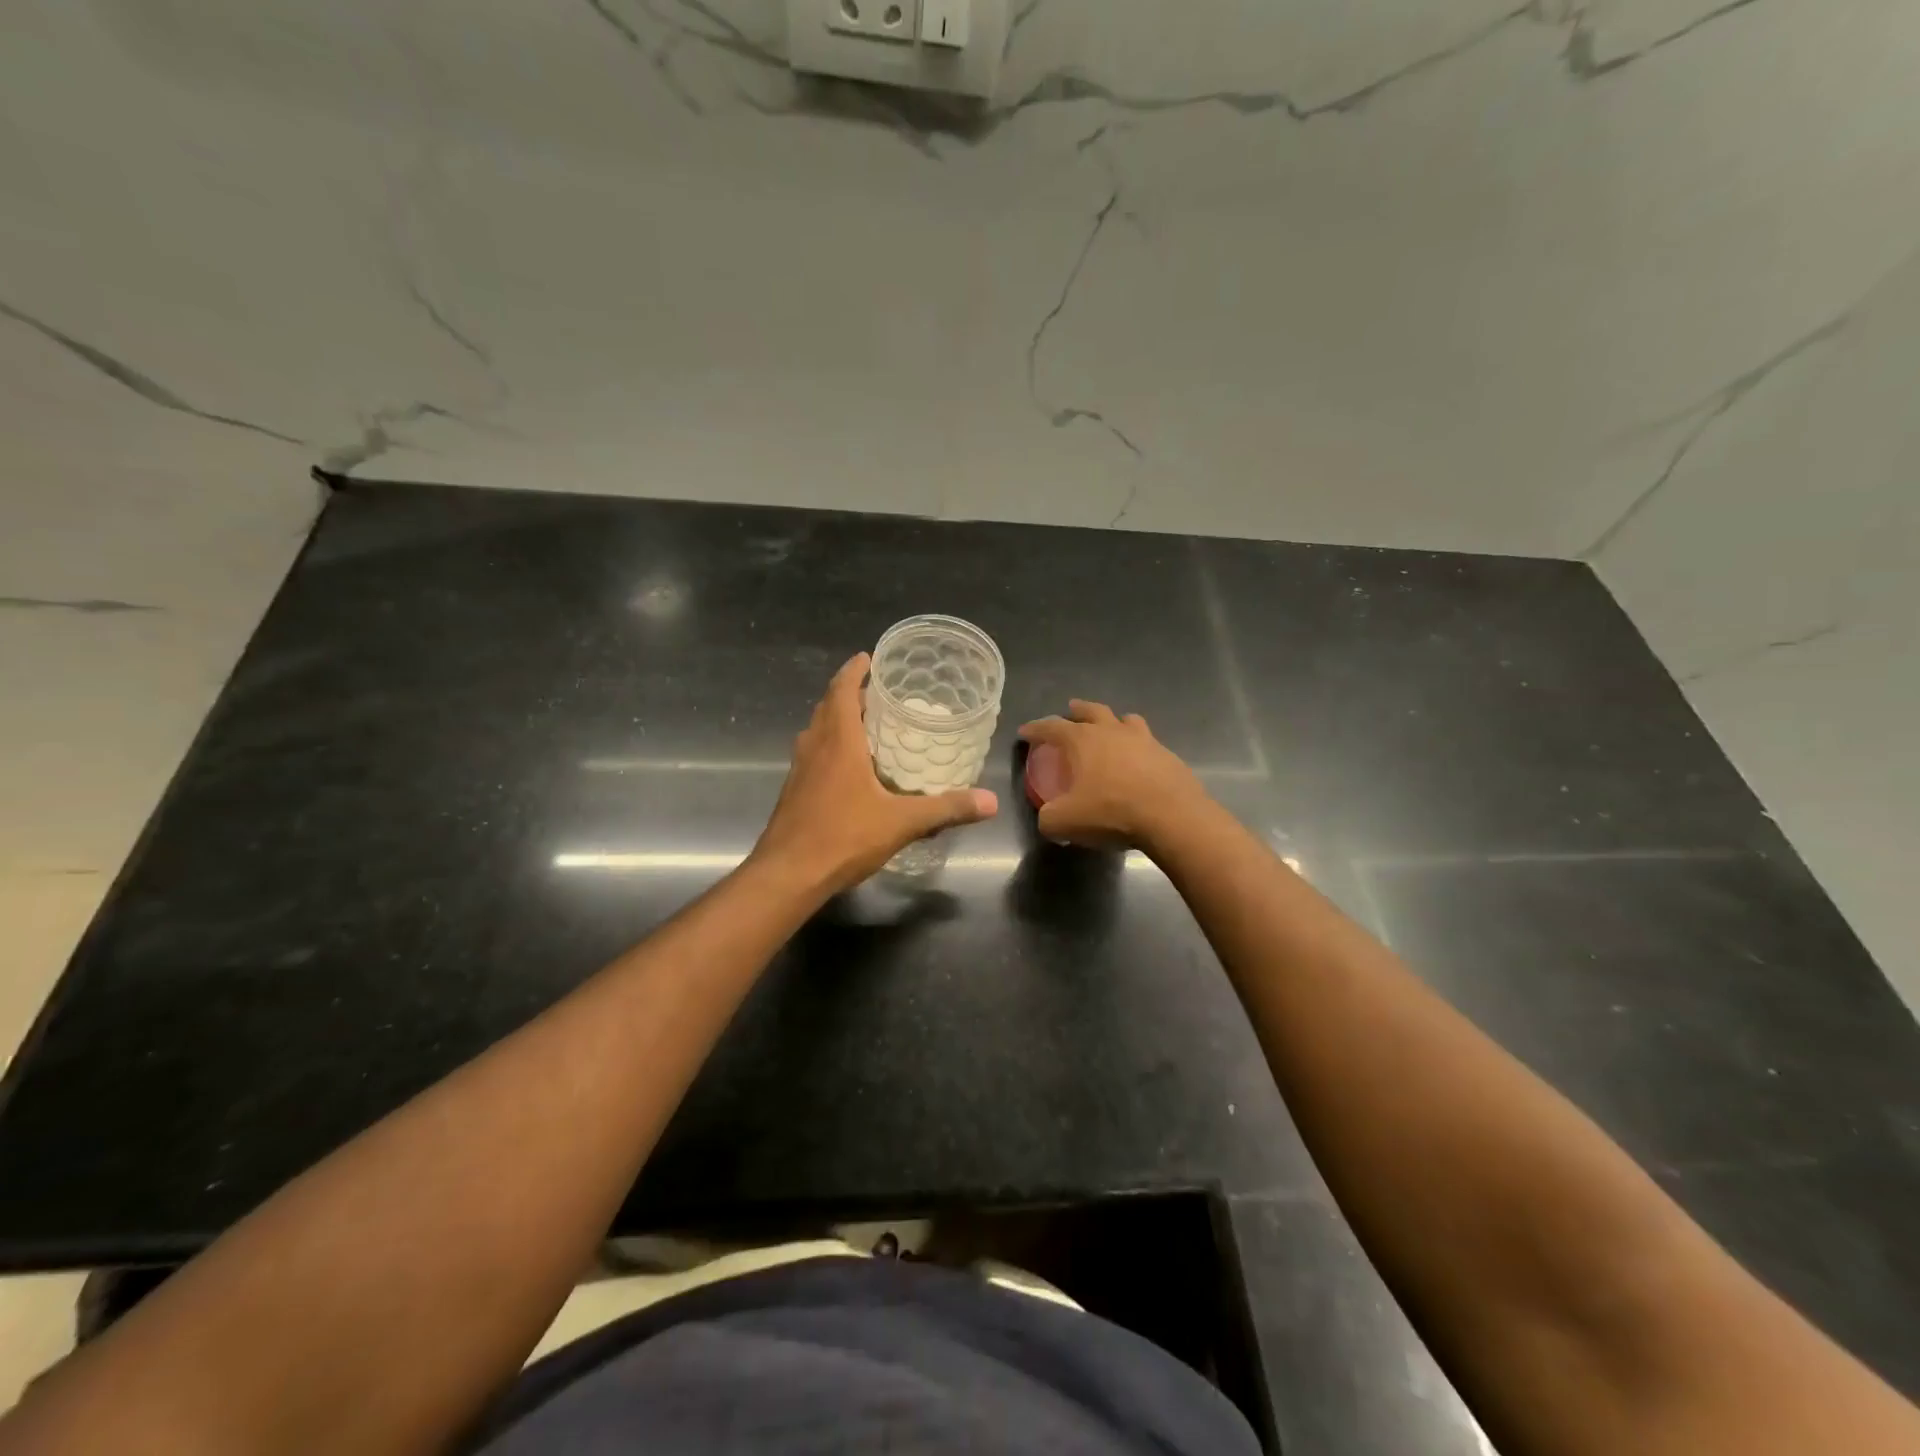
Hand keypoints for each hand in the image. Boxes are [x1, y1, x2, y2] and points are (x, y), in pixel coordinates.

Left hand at [753, 653, 998, 892]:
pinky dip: (829, 746)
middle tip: (878, 693)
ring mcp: (799, 770)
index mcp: (838, 742)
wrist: (787, 875)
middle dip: (849, 694)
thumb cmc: (842, 837)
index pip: (842, 691)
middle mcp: (815, 747)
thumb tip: (991, 801)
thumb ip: (946, 809)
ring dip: (836, 719)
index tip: (868, 657)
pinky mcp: (793, 791)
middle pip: (827, 707)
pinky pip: (813, 754)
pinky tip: (849, 768)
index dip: (853, 671)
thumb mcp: (902, 822)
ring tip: (866, 724)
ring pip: (817, 731)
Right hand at [1017, 700, 1208, 849]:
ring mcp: (1143, 740)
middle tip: (1070, 710)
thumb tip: (1048, 818)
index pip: (1051, 727)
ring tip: (1109, 728)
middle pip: (1091, 710)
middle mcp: (1112, 731)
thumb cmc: (1111, 812)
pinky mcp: (1166, 755)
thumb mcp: (1065, 822)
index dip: (1035, 729)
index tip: (1025, 732)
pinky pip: (1147, 741)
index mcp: (1082, 740)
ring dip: (1113, 720)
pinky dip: (1137, 746)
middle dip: (1077, 710)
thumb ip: (1048, 818)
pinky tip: (1137, 760)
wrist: (1172, 816)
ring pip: (1125, 719)